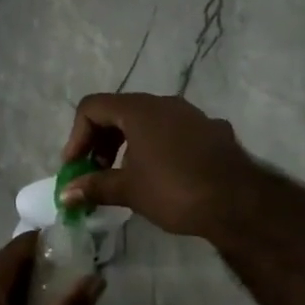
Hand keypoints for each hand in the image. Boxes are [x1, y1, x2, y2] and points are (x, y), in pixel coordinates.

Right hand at [59, 92, 258, 239]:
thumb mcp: (129, 190)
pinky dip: (156, 147)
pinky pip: (173, 131)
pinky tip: (162, 175)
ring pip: (148, 120)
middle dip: (101, 140)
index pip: (93, 107)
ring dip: (128, 143)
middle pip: (119, 111)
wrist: (238, 202)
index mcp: (139, 109)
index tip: (75, 167)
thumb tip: (65, 193)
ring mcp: (191, 114)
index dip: (76, 135)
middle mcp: (164, 102)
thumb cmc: (175, 190)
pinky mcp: (210, 130)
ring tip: (126, 176)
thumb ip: (95, 187)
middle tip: (96, 172)